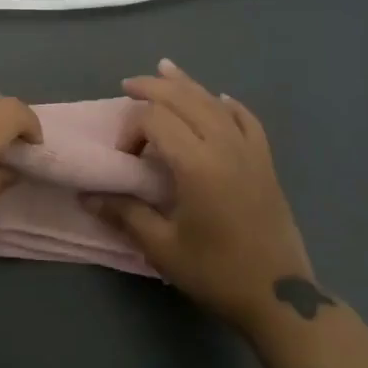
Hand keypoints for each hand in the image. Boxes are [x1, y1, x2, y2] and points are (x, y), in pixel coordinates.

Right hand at [83, 59, 318, 335]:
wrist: (279, 297)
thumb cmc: (216, 272)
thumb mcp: (163, 248)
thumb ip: (125, 214)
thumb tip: (88, 196)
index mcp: (196, 164)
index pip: (156, 120)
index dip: (133, 129)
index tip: (126, 158)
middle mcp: (223, 146)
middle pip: (185, 99)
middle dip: (154, 88)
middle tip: (129, 86)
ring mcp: (249, 151)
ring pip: (214, 103)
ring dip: (187, 85)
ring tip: (165, 69)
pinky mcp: (265, 163)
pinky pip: (247, 120)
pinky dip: (228, 105)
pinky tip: (220, 100)